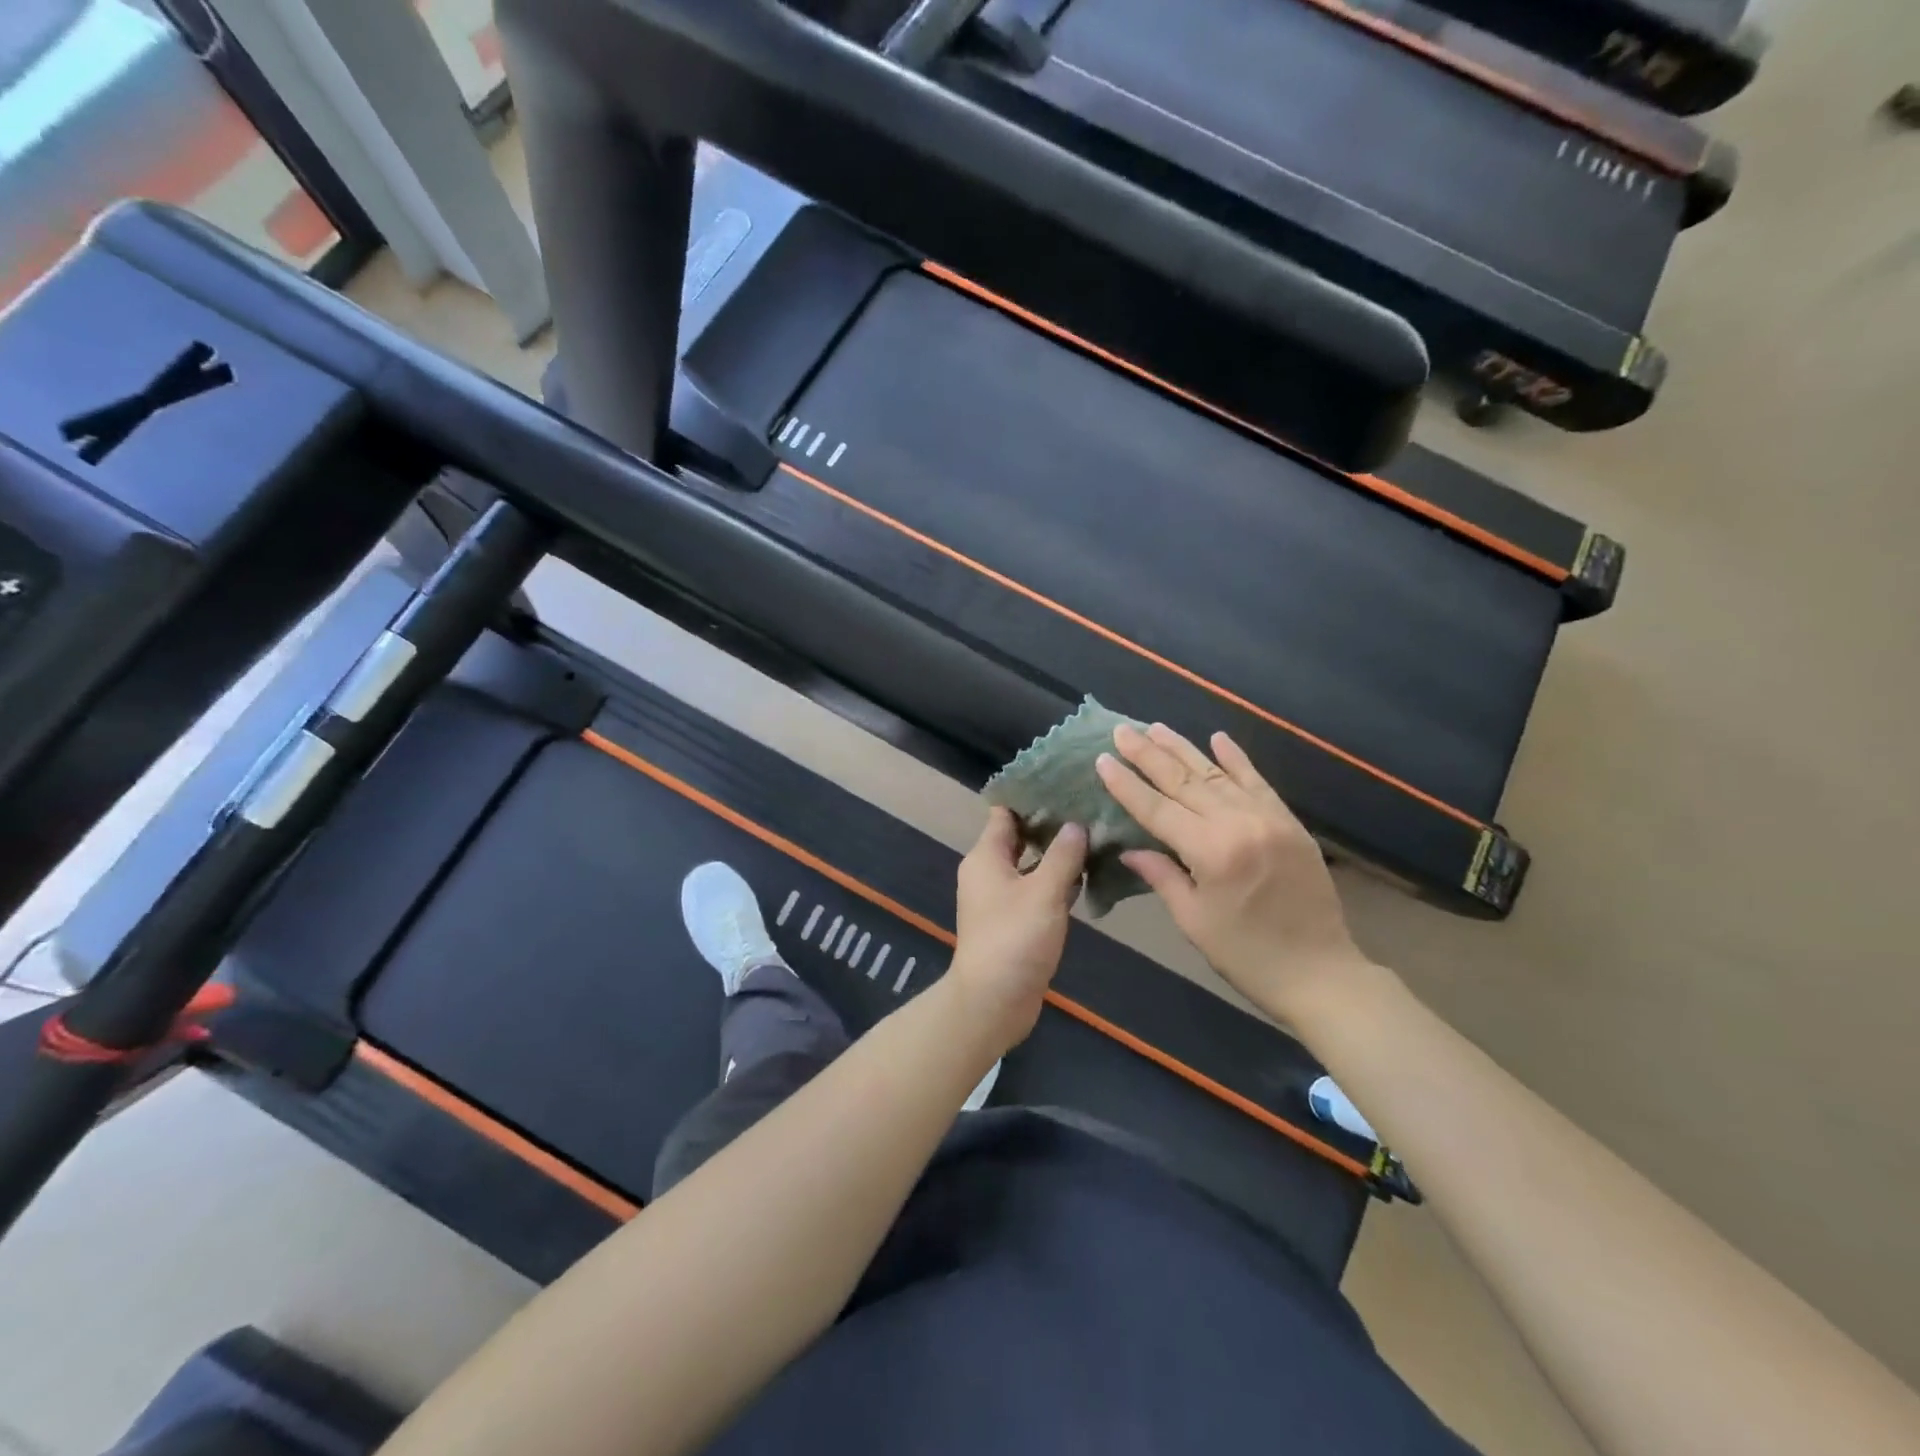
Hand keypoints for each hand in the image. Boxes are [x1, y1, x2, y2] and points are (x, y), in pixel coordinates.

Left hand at [949, 808, 1086, 1049]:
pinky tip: (1088, 877)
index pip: (1005, 813)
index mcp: (986, 856)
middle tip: (1090, 809)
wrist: (994, 1001)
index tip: (1065, 785)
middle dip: (1052, 825)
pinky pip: (1036, 891)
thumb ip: (1063, 855)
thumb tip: (1076, 824)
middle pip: (1020, 838)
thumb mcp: (1044, 892)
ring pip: (1031, 866)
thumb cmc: (1015, 938)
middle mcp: (988, 872)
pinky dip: (1057, 883)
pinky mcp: (1014, 922)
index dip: (1032, 798)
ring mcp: (1000, 899)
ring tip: (1096, 836)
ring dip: (1058, 856)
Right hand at [1095, 723, 1368, 1024]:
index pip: (1157, 808)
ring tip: (1156, 728)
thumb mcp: (1194, 921)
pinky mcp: (1289, 822)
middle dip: (1149, 755)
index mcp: (1211, 852)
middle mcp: (1239, 824)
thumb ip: (1162, 876)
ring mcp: (1268, 819)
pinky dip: (1237, 759)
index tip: (1103, 759)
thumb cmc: (1247, 955)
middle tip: (1122, 731)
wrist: (1321, 973)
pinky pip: (1258, 782)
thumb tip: (1130, 848)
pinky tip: (1218, 737)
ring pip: (1217, 775)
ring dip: (1184, 749)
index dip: (1127, 785)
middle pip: (1184, 782)